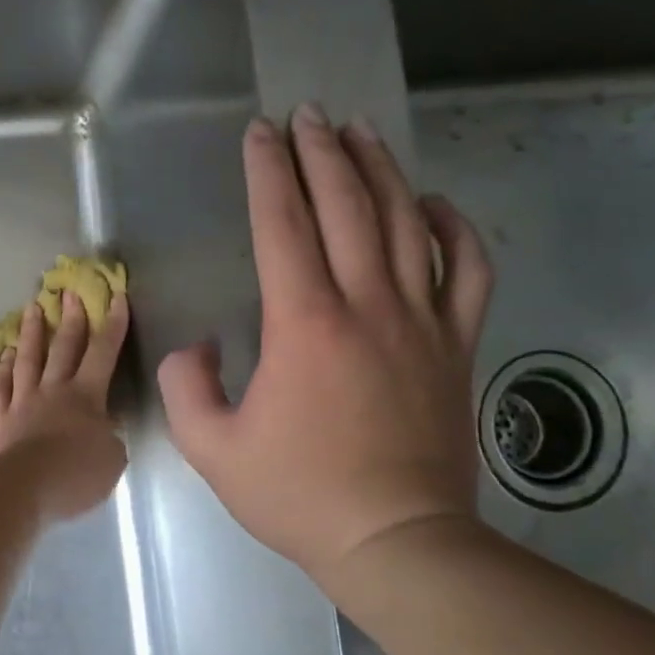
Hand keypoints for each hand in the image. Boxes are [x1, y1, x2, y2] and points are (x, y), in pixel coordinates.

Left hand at [0, 291, 130, 520]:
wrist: (23, 488)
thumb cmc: (75, 475)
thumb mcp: (112, 459)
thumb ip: (111, 437)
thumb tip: (105, 427)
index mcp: (86, 396)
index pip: (104, 352)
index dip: (113, 324)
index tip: (116, 296)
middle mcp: (54, 389)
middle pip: (64, 347)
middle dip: (70, 317)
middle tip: (69, 292)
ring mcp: (22, 400)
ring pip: (29, 358)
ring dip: (32, 332)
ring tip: (32, 308)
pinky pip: (0, 385)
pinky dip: (3, 367)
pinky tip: (5, 354)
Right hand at [158, 108, 493, 580]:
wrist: (396, 540)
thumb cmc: (298, 493)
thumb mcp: (212, 447)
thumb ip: (187, 386)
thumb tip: (200, 347)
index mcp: (304, 324)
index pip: (283, 226)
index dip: (268, 173)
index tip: (260, 134)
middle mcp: (367, 305)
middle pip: (347, 206)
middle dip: (322, 152)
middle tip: (307, 114)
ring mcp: (422, 321)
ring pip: (405, 223)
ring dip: (379, 170)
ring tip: (359, 132)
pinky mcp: (457, 345)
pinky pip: (468, 269)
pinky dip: (454, 227)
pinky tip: (433, 203)